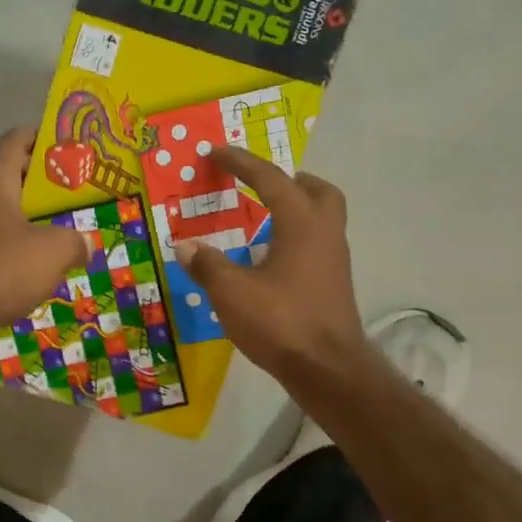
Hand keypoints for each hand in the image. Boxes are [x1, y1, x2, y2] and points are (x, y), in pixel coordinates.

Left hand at [0, 127, 86, 339]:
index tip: (56, 148)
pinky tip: (9, 261)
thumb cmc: (0, 268)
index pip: (11, 141)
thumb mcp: (53, 252)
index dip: (34, 139)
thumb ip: (74, 242)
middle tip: (36, 188)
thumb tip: (84, 244)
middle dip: (9, 170)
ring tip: (29, 228)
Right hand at [178, 146, 367, 379]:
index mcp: (301, 224)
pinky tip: (272, 258)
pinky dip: (297, 237)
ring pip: (323, 218)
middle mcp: (325, 234)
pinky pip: (318, 244)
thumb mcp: (231, 293)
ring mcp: (335, 261)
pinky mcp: (334, 285)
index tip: (218, 152)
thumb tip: (186, 246)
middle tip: (262, 183)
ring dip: (297, 209)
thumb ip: (208, 265)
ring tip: (263, 219)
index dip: (242, 163)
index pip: (271, 179)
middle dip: (291, 180)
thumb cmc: (281, 322)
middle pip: (318, 191)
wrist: (328, 369)